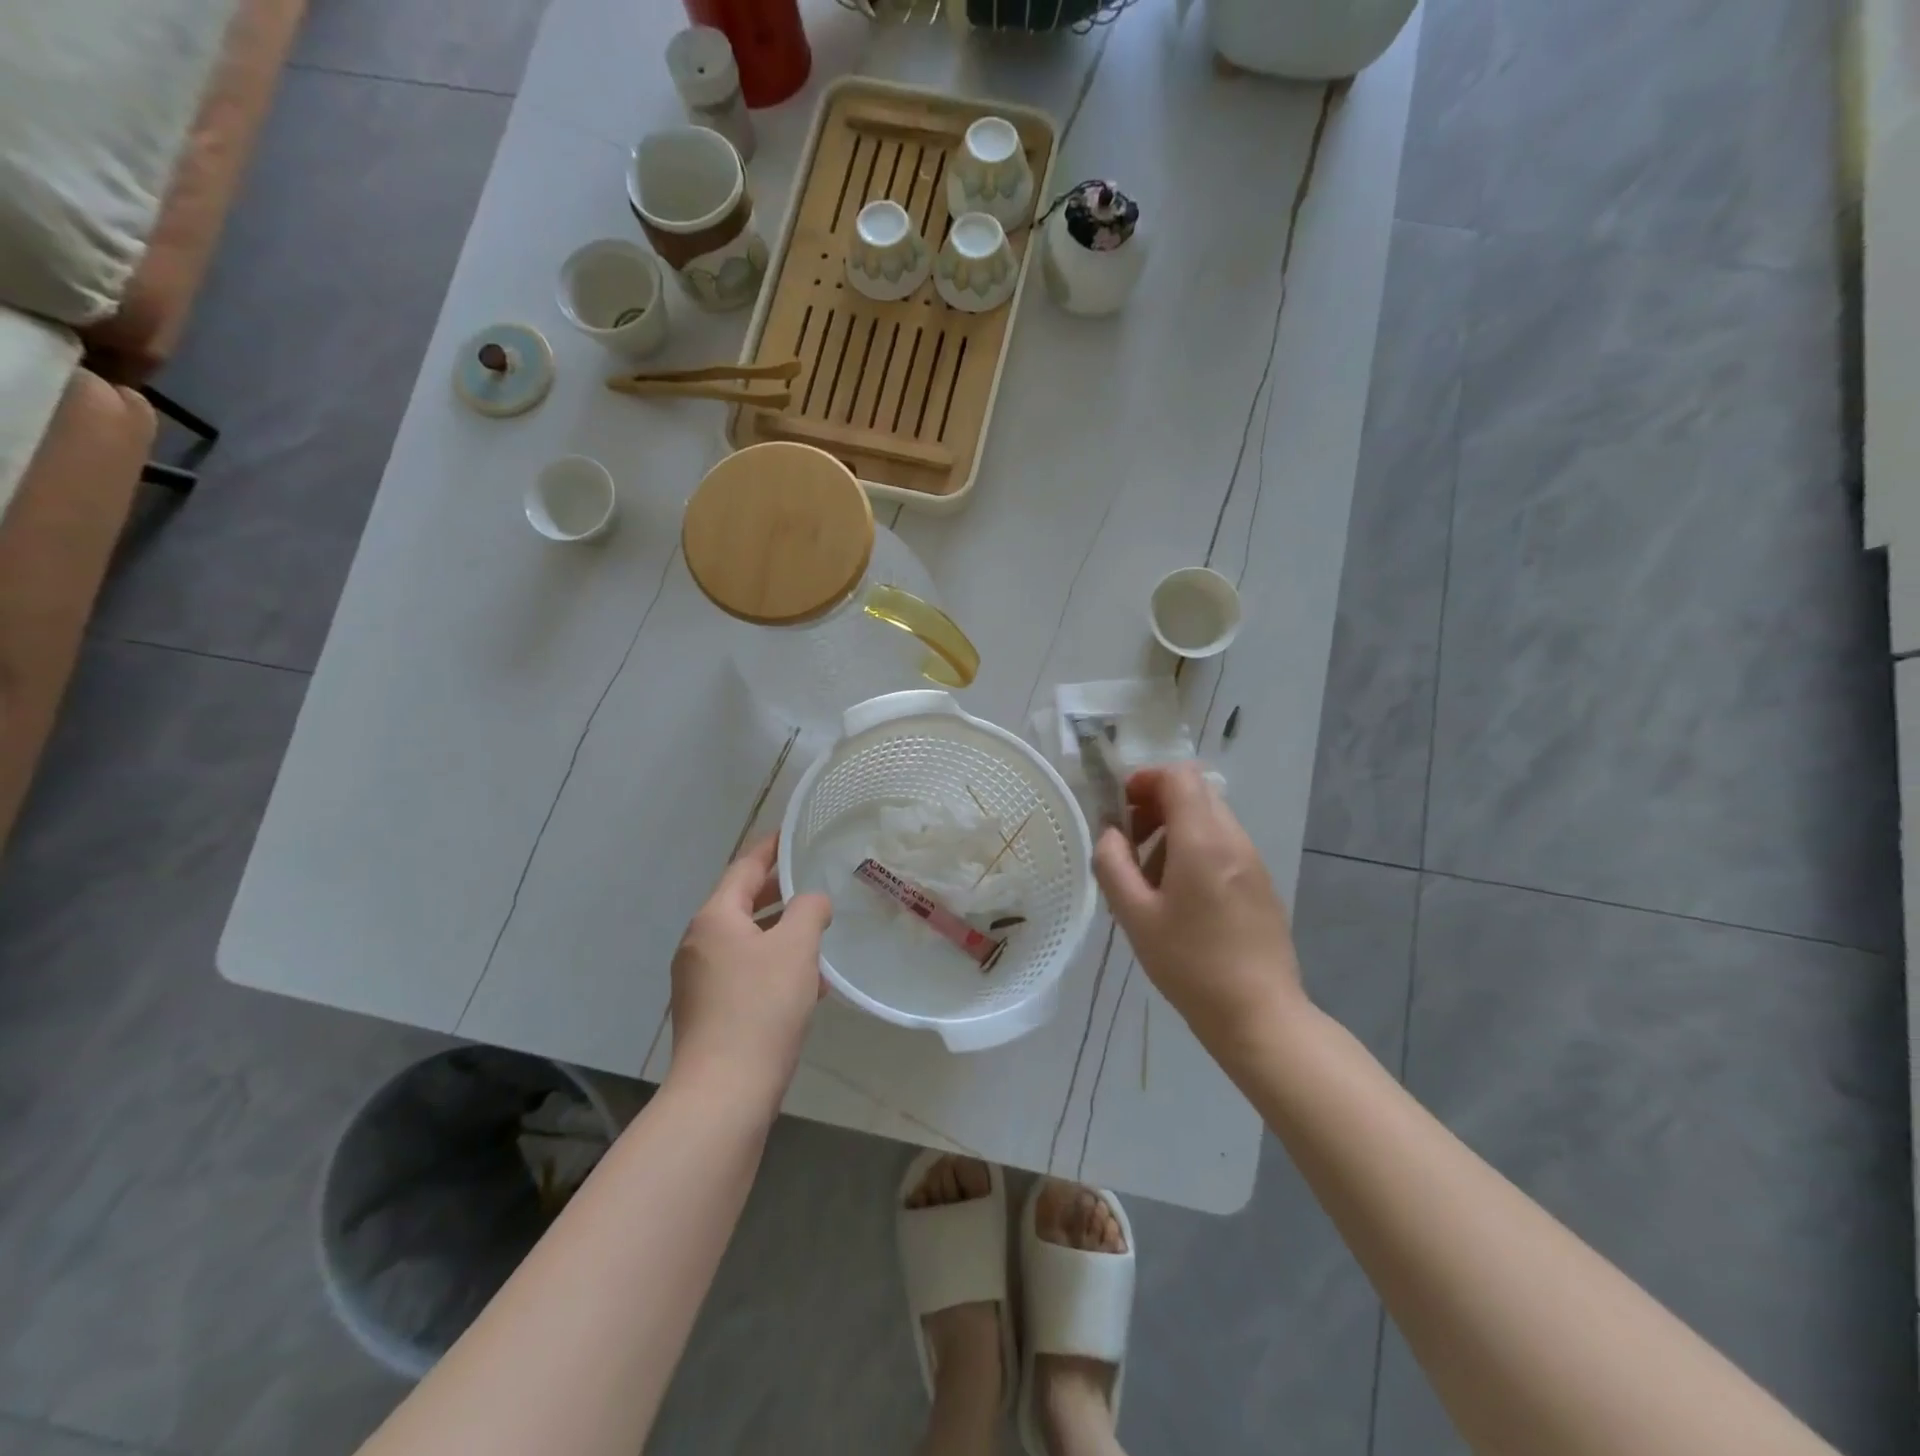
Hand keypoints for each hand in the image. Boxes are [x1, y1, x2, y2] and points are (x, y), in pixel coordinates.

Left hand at [669, 836, 831, 1107]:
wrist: (724, 1091)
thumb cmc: (761, 1007)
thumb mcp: (796, 948)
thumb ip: (809, 911)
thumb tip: (812, 902)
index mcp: (714, 919)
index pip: (745, 869)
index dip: (770, 849)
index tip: (791, 834)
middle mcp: (699, 944)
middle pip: (743, 904)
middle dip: (780, 894)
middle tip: (813, 882)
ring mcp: (698, 980)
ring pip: (746, 942)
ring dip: (780, 935)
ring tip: (818, 936)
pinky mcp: (707, 1011)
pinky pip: (743, 973)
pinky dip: (772, 967)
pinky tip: (807, 985)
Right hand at [1091, 764, 1304, 1057]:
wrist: (1258, 1014)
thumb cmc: (1189, 964)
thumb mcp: (1135, 916)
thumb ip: (1113, 865)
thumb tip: (1109, 834)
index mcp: (1202, 841)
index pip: (1179, 776)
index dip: (1145, 780)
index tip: (1120, 807)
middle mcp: (1233, 839)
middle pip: (1195, 793)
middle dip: (1156, 804)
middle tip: (1129, 841)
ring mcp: (1252, 860)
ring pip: (1209, 818)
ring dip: (1174, 829)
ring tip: (1149, 876)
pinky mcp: (1260, 882)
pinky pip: (1223, 844)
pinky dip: (1194, 849)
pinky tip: (1179, 896)